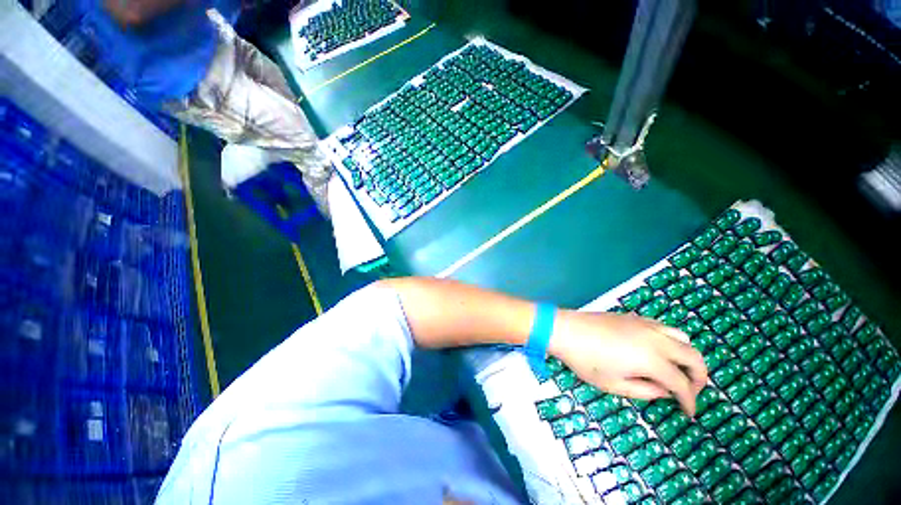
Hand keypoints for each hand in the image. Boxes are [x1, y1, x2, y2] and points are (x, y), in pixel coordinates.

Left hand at [548, 310, 707, 415]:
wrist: (565, 329)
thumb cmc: (585, 360)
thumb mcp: (613, 385)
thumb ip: (645, 391)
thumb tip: (665, 391)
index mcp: (652, 359)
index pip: (682, 383)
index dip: (689, 400)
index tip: (689, 412)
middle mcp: (655, 339)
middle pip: (693, 356)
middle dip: (699, 377)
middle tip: (691, 391)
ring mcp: (645, 324)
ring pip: (683, 337)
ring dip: (688, 356)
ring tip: (677, 370)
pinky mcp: (634, 317)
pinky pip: (664, 327)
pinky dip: (672, 340)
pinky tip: (659, 350)